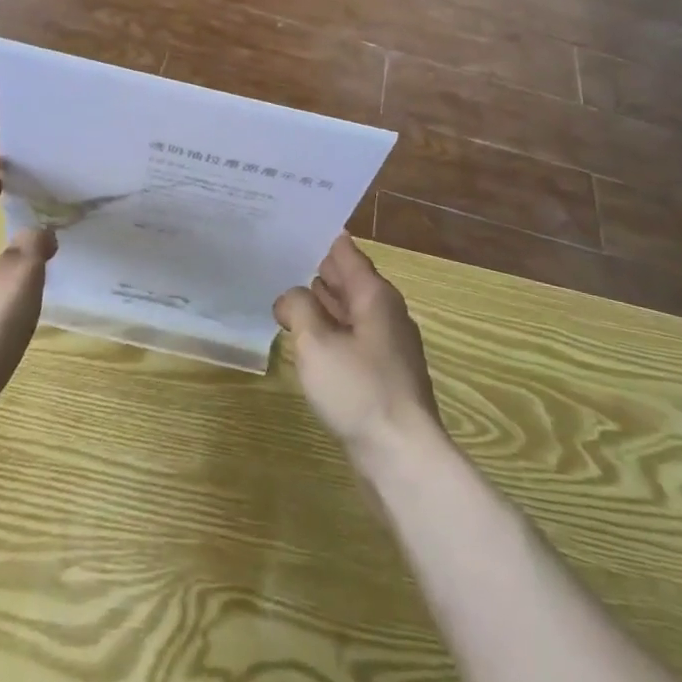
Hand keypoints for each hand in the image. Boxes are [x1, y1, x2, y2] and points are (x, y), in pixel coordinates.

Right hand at [274, 234, 444, 469]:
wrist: (402, 456)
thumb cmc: (359, 390)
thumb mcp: (316, 343)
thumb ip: (299, 308)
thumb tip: (290, 296)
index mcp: (375, 295)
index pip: (346, 252)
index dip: (320, 238)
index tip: (294, 225)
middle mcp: (386, 312)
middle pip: (349, 280)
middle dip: (318, 270)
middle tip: (280, 258)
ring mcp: (388, 345)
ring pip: (350, 311)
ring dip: (322, 302)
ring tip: (287, 293)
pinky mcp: (383, 374)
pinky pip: (352, 338)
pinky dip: (330, 330)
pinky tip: (308, 339)